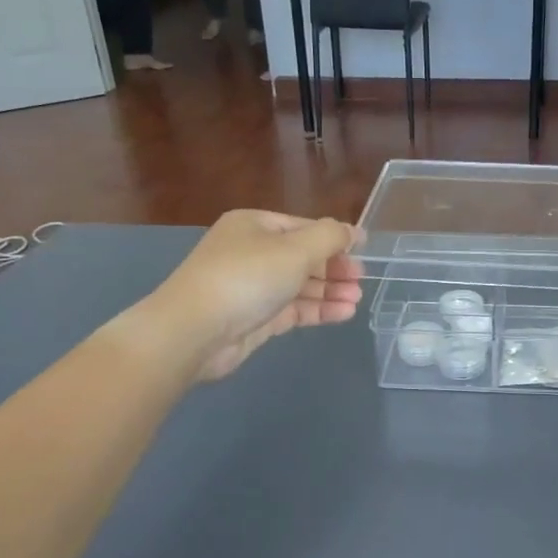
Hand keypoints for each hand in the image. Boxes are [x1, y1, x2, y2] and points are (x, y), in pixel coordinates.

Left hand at [152, 210, 362, 380]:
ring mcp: (252, 287)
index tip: (364, 251)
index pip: (304, 226)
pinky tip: (343, 313)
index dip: (335, 238)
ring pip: (299, 285)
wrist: (193, 331)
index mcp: (255, 225)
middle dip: (334, 267)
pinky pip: (293, 310)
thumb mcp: (295, 249)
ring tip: (357, 300)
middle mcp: (251, 252)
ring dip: (330, 291)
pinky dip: (318, 310)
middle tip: (361, 279)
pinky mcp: (254, 319)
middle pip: (302, 256)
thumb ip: (330, 237)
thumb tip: (353, 231)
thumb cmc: (247, 277)